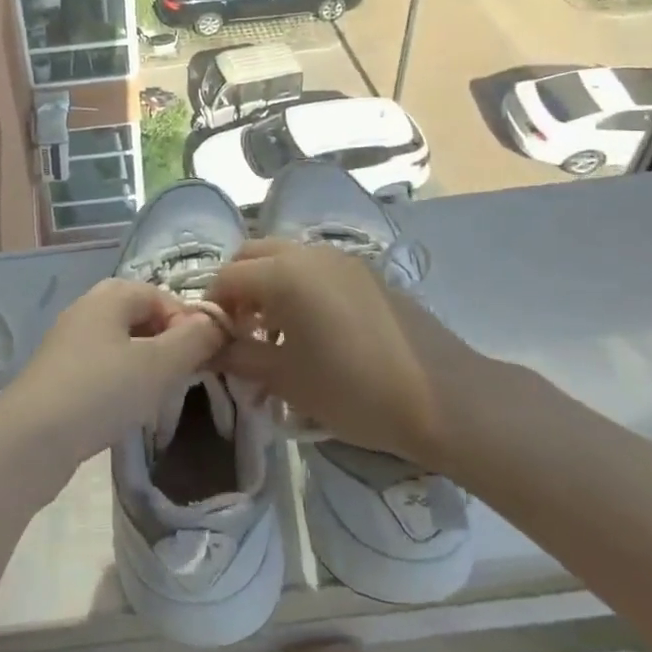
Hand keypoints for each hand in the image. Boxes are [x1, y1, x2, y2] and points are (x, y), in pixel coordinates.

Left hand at [0, 278, 226, 472]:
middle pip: (141, 317)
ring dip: (146, 365)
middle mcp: (87, 308)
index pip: (163, 296)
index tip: (204, 360)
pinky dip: (121, 382)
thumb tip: (218, 322)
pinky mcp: (58, 373)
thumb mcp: (159, 365)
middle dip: (168, 345)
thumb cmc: (101, 391)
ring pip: (122, 344)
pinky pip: (102, 367)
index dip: (189, 323)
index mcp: (111, 294)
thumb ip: (194, 339)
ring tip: (158, 397)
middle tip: (183, 378)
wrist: (30, 439)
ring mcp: (68, 341)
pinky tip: (126, 410)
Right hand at [208, 240, 490, 470]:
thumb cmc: (355, 390)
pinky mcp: (366, 272)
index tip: (214, 341)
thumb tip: (207, 350)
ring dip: (268, 285)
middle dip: (238, 288)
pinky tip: (314, 330)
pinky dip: (298, 286)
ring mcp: (341, 258)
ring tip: (276, 334)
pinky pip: (315, 267)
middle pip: (252, 255)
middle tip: (241, 330)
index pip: (227, 276)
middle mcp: (308, 253)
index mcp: (283, 274)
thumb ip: (240, 357)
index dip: (213, 306)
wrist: (444, 398)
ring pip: (285, 258)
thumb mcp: (287, 379)